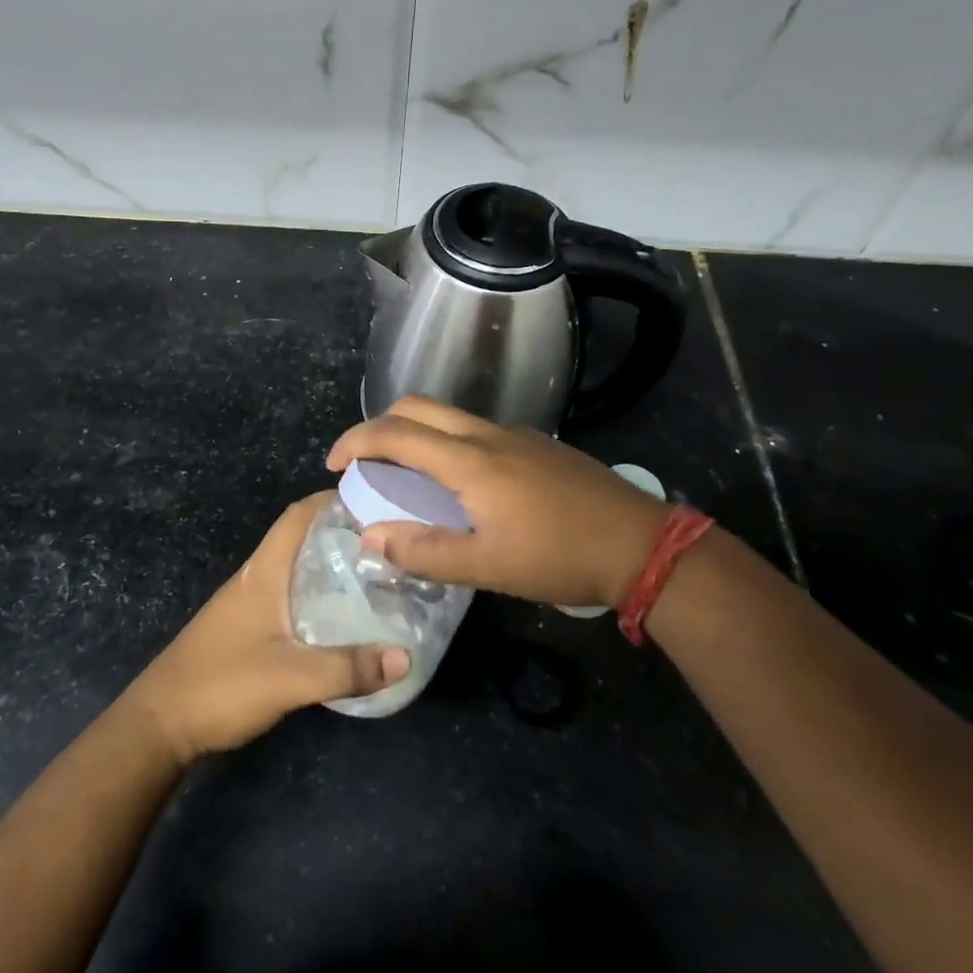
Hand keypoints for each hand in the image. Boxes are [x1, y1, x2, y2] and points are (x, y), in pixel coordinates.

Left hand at [122, 493, 410, 763]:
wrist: (160, 725)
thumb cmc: (222, 685)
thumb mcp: (291, 678)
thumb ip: (348, 668)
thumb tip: (407, 656)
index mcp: (263, 573)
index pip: (298, 516)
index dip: (332, 500)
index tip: (375, 502)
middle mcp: (255, 579)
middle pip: (301, 541)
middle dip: (342, 536)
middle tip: (389, 546)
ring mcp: (248, 606)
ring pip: (296, 572)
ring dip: (331, 569)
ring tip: (376, 579)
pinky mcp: (246, 631)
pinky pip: (290, 600)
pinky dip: (318, 599)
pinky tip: (342, 622)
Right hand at [327, 396, 666, 609]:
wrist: (640, 544)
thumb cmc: (558, 557)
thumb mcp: (486, 566)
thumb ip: (424, 551)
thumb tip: (370, 536)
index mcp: (469, 460)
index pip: (395, 433)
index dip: (355, 442)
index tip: (333, 464)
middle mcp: (487, 435)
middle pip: (418, 407)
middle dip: (380, 425)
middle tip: (365, 463)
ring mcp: (516, 435)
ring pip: (449, 416)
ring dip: (416, 433)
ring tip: (407, 476)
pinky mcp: (537, 445)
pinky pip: (476, 430)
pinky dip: (448, 443)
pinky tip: (462, 485)